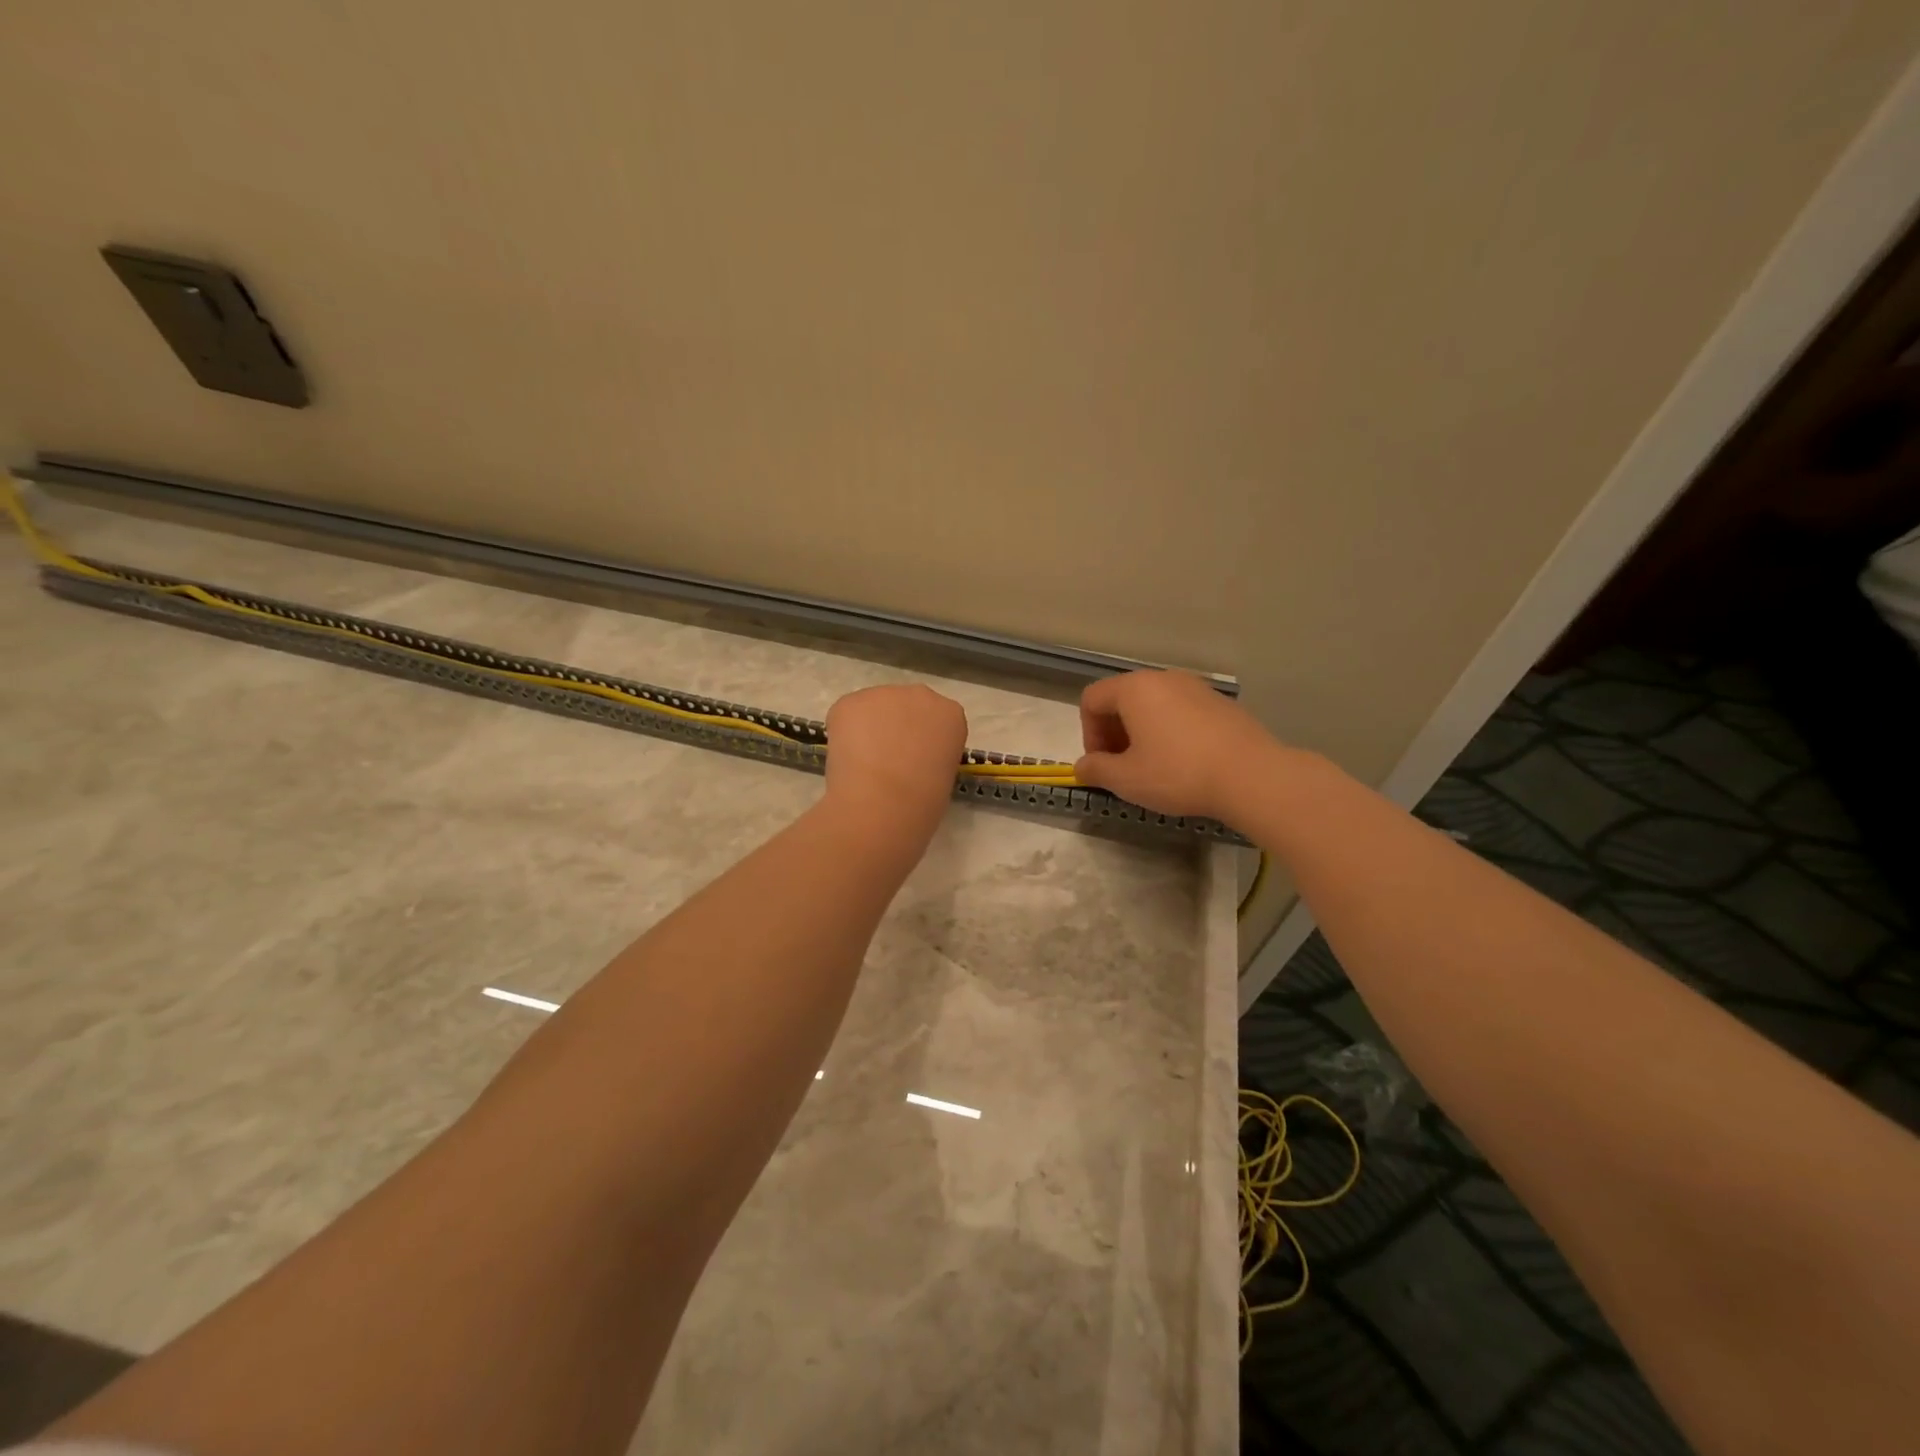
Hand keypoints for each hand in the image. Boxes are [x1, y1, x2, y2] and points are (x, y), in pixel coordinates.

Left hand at [822, 684, 968, 826]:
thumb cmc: (923, 801)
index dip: (923, 741)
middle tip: (888, 761)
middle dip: (897, 727)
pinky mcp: (851, 701)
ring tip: (863, 764)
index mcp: (950, 714)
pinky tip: (846, 759)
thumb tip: (912, 762)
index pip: (938, 720)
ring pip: (874, 709)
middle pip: (906, 706)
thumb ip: (932, 757)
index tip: (917, 761)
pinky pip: (846, 715)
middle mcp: (921, 695)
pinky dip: (843, 734)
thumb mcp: (944, 777)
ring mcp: (883, 694)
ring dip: (869, 729)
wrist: (884, 802)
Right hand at [1075, 670, 1281, 821]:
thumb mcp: (1126, 779)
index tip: (1101, 764)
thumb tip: (1082, 767)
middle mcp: (1164, 679)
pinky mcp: (1221, 704)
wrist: (1251, 776)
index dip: (1088, 733)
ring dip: (1142, 733)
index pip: (1092, 699)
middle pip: (1123, 699)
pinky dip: (1171, 732)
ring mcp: (1196, 688)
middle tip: (1122, 767)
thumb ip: (1096, 770)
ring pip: (1154, 705)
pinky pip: (1181, 712)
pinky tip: (1184, 763)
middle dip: (1114, 733)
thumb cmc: (1178, 773)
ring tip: (1153, 767)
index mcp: (1135, 689)